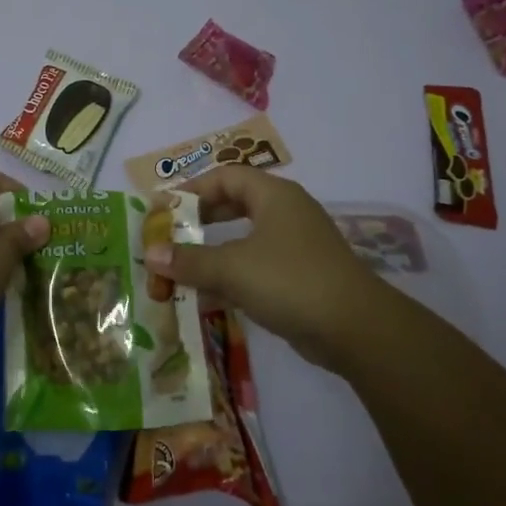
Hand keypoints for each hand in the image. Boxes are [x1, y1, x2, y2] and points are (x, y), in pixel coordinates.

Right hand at [143, 166, 387, 371]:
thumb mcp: (232, 268)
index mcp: (274, 195)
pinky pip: (256, 265)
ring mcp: (296, 245)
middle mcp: (286, 213)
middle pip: (234, 204)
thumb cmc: (290, 280)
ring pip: (244, 238)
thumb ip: (189, 260)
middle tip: (170, 234)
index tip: (164, 208)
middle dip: (200, 219)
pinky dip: (231, 274)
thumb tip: (150, 253)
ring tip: (181, 266)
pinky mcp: (300, 276)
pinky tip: (207, 295)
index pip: (225, 176)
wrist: (356, 329)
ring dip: (213, 251)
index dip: (192, 189)